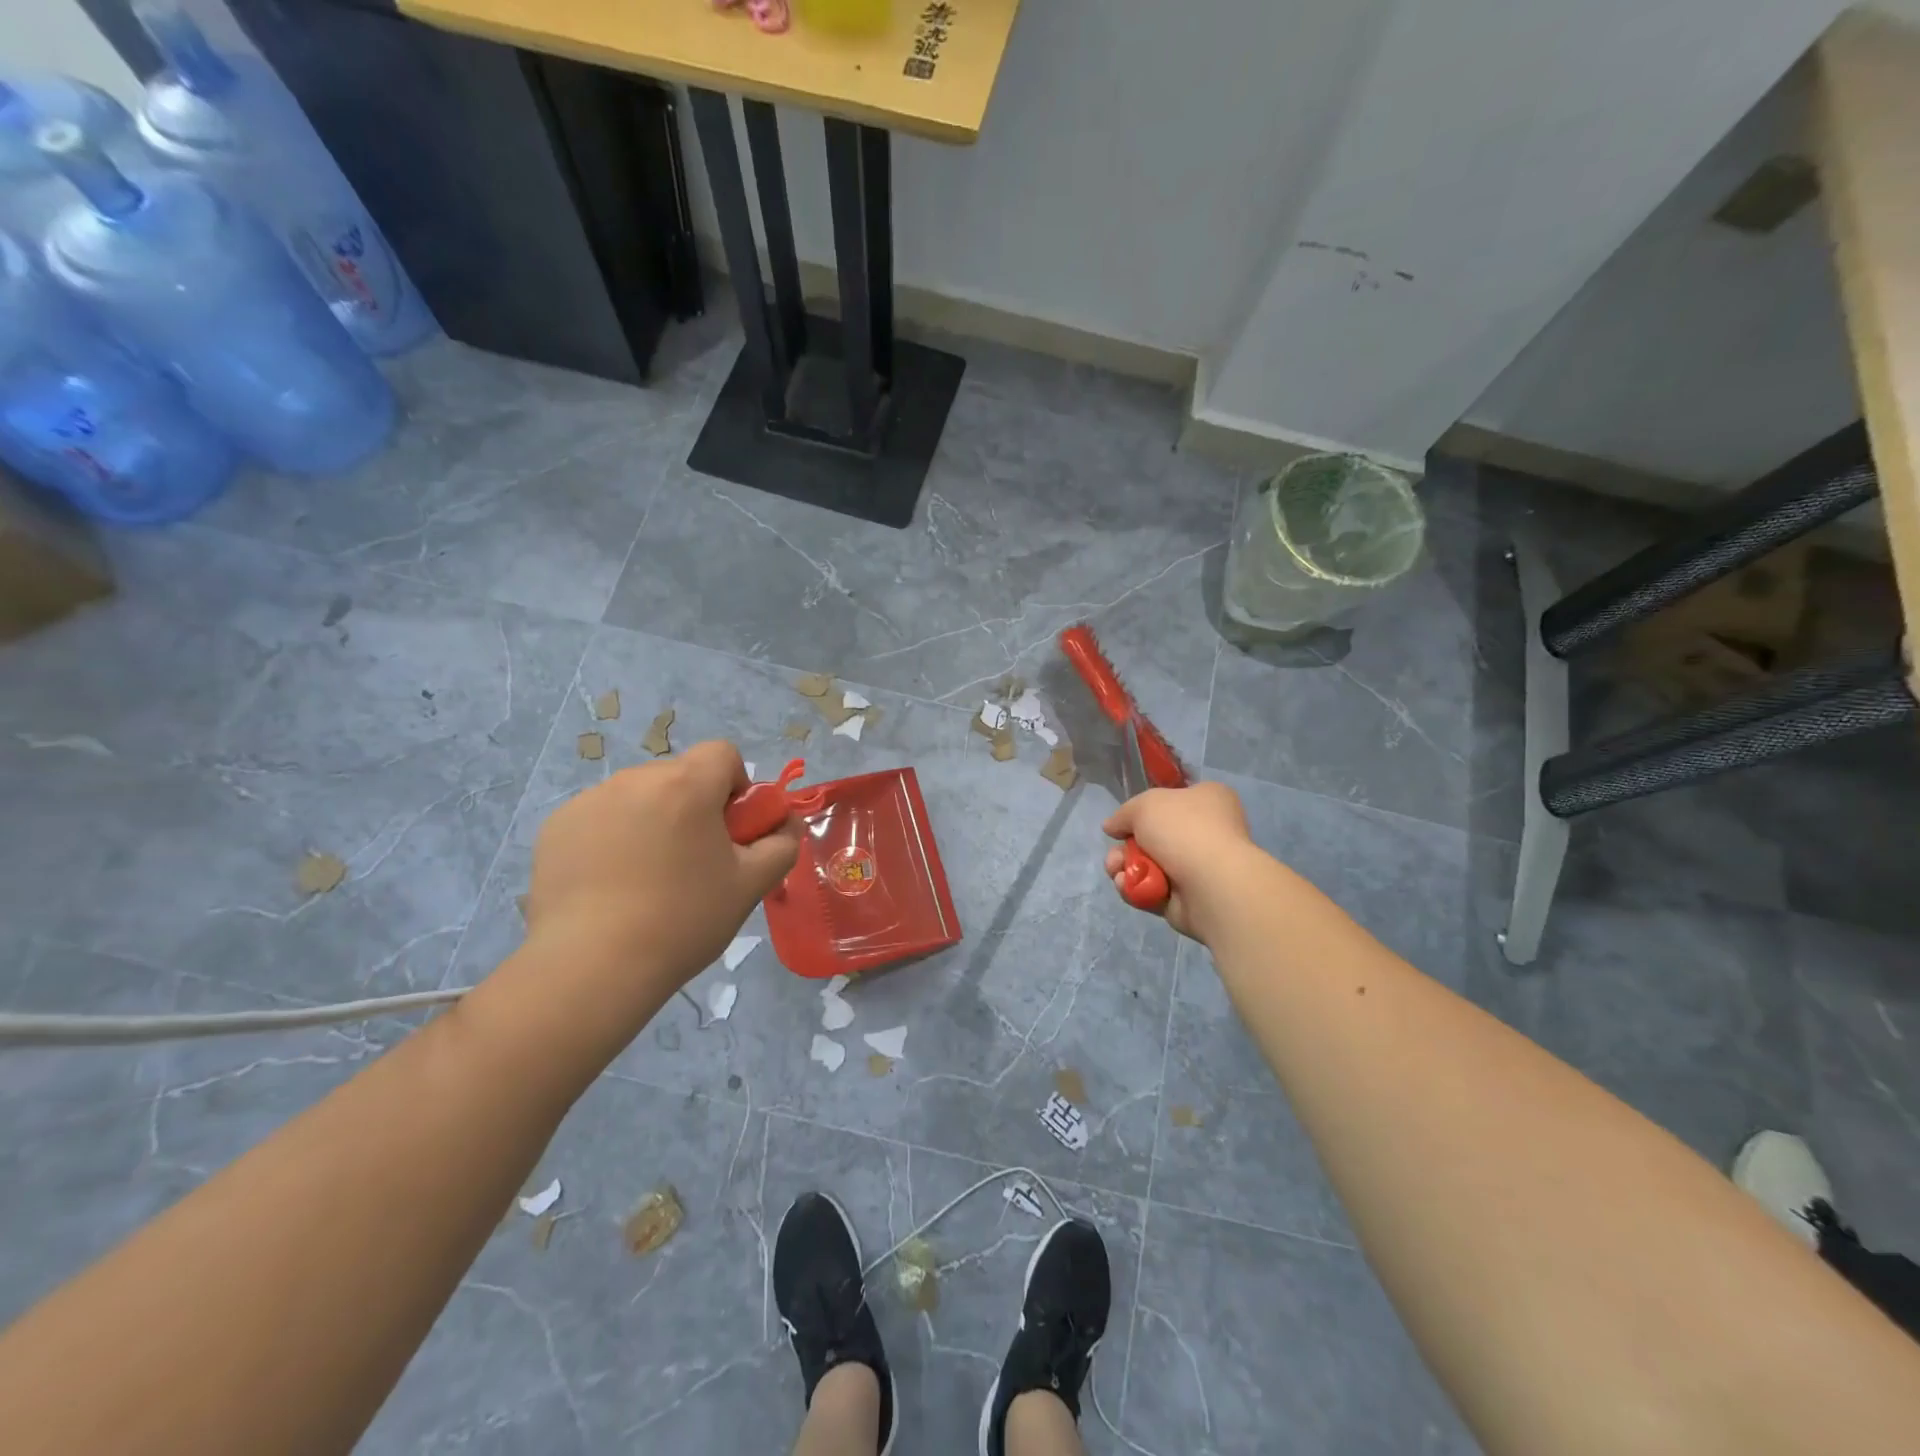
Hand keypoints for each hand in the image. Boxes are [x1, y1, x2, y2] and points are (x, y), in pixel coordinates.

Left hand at [524, 741, 798, 998]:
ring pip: (639, 796)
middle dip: (694, 806)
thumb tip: (786, 823)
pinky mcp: (556, 827)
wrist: (592, 968)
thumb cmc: (683, 920)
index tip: (731, 830)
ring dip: (653, 819)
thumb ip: (782, 844)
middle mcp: (635, 779)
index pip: (722, 753)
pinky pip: (600, 816)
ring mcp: (589, 801)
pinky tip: (610, 884)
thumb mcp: (751, 885)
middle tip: (693, 860)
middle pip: (680, 775)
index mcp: (686, 785)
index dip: (736, 786)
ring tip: (647, 878)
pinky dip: (612, 837)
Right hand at [1103, 782, 1264, 943]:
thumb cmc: (1184, 830)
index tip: (1124, 822)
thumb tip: (1111, 827)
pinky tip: (1127, 886)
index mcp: (1208, 801)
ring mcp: (1198, 868)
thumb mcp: (1144, 805)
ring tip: (1116, 872)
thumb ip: (1123, 814)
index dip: (1145, 810)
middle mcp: (1206, 832)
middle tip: (1115, 856)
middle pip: (1152, 837)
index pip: (1173, 800)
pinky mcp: (1188, 899)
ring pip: (1148, 866)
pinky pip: (1152, 890)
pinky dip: (1136, 889)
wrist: (1211, 883)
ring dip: (1125, 868)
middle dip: (1125, 848)